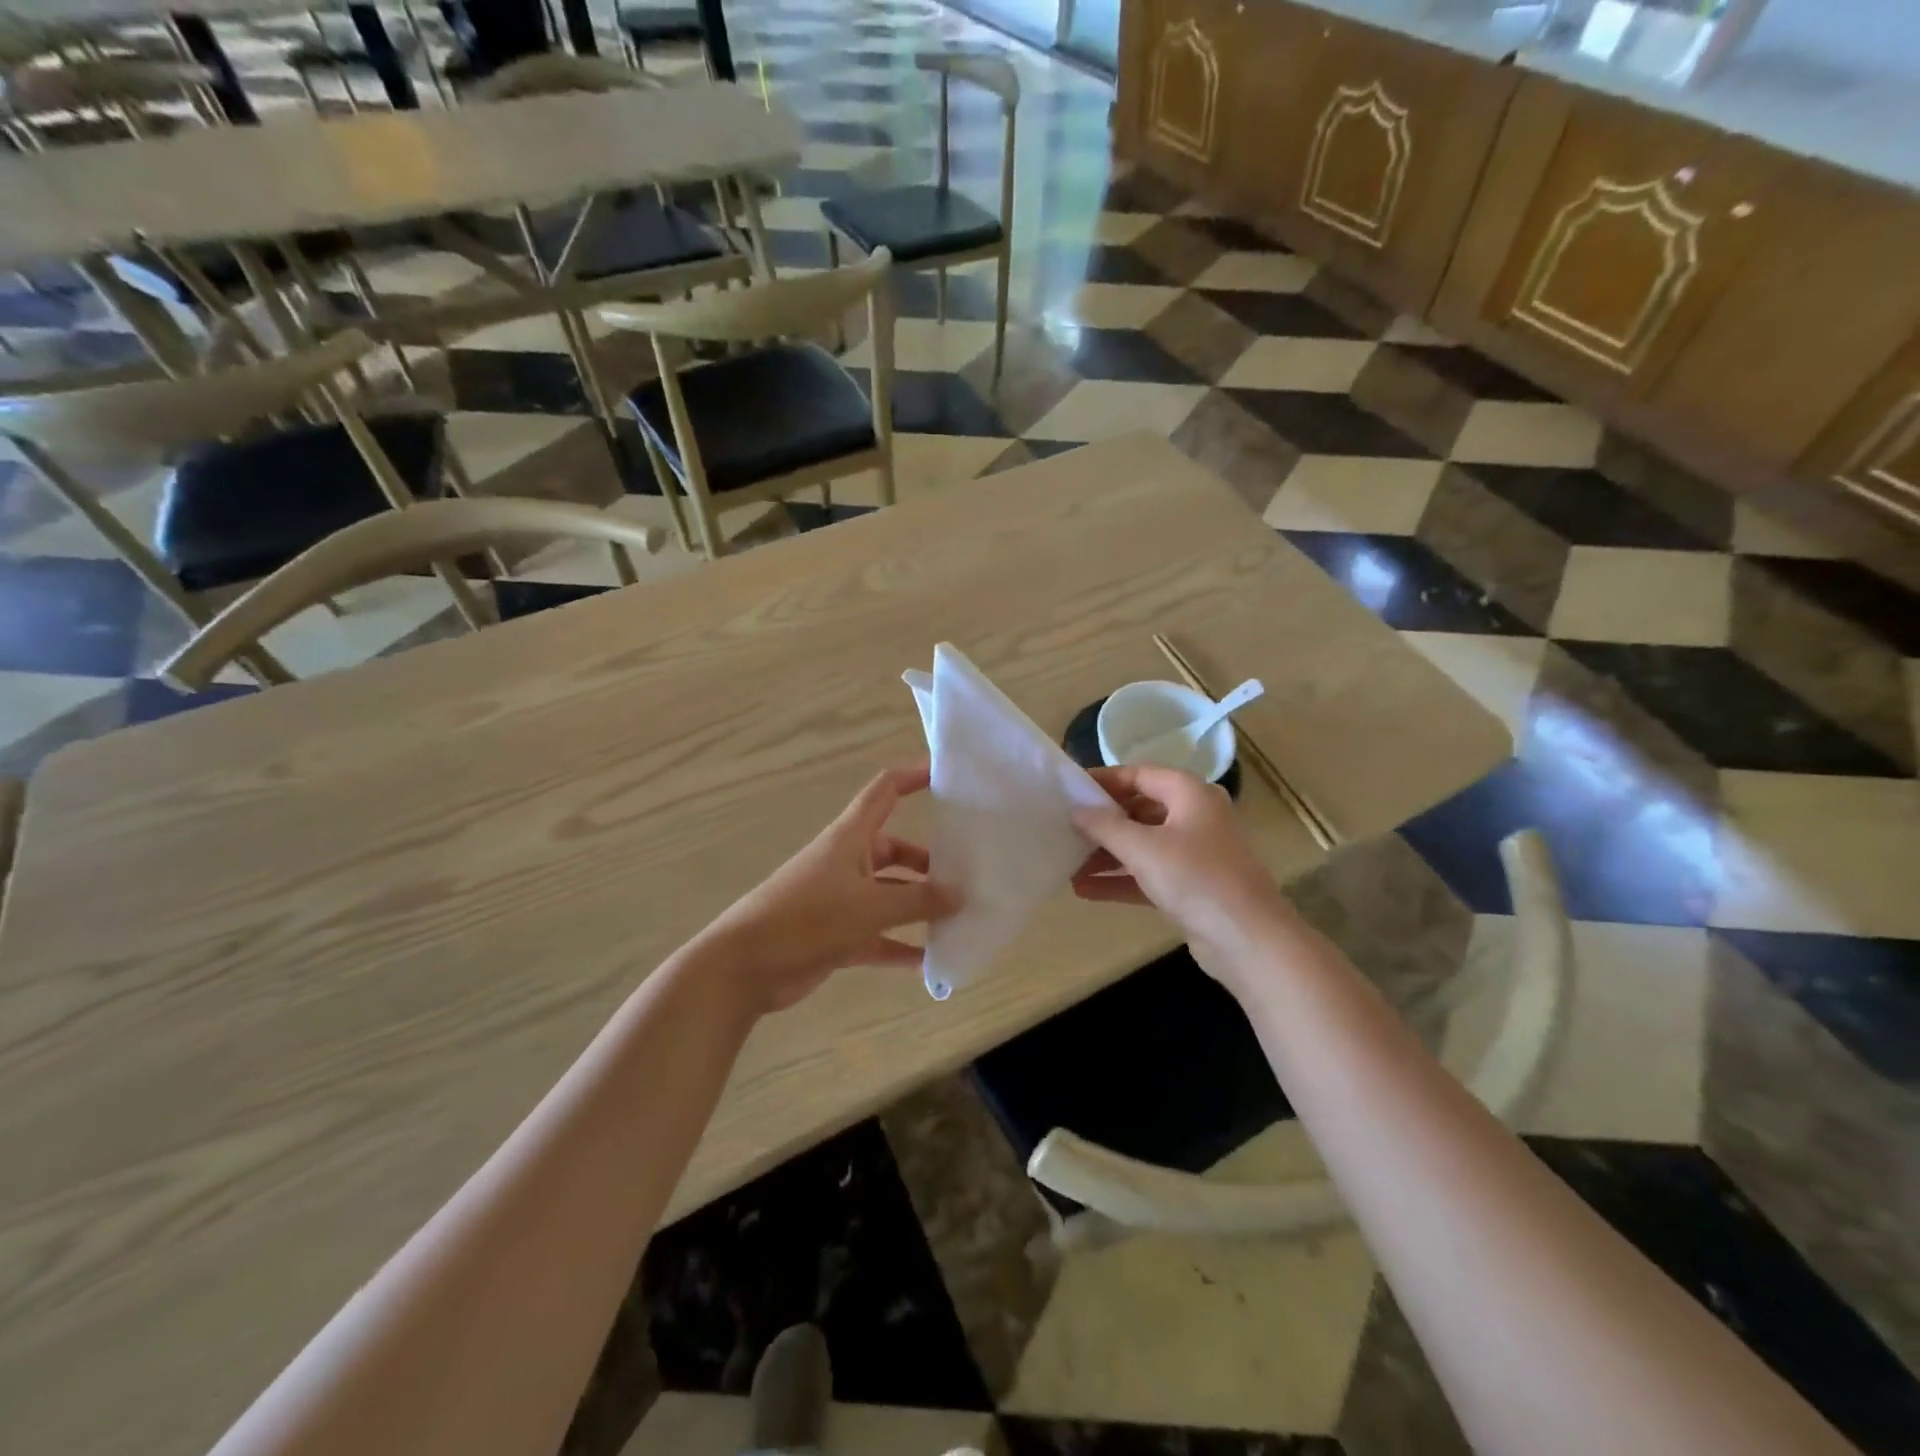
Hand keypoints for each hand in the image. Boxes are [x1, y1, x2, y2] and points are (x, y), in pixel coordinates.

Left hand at [698, 763, 960, 1014]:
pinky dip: (901, 946)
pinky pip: (879, 936)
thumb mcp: (869, 906)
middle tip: (969, 873)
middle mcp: (848, 862)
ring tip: (960, 917)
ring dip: (919, 907)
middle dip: (929, 861)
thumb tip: (961, 895)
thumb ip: (918, 901)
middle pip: (896, 849)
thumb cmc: (807, 918)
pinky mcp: (837, 935)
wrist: (745, 966)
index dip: (913, 776)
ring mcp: (842, 900)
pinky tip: (932, 962)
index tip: (948, 776)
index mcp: (851, 837)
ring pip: (890, 895)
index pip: (885, 791)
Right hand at [1071, 764, 1292, 981]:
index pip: (1139, 775)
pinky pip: (1149, 874)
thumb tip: (1076, 810)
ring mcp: (1195, 853)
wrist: (1248, 940)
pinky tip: (1085, 890)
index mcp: (1190, 793)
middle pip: (1139, 809)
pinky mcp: (1192, 887)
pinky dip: (1121, 879)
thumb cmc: (1195, 878)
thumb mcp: (1142, 847)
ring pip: (1142, 845)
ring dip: (1107, 854)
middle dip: (1102, 822)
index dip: (1103, 780)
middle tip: (1064, 827)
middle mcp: (1195, 817)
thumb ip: (1105, 826)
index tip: (1069, 790)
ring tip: (1067, 863)